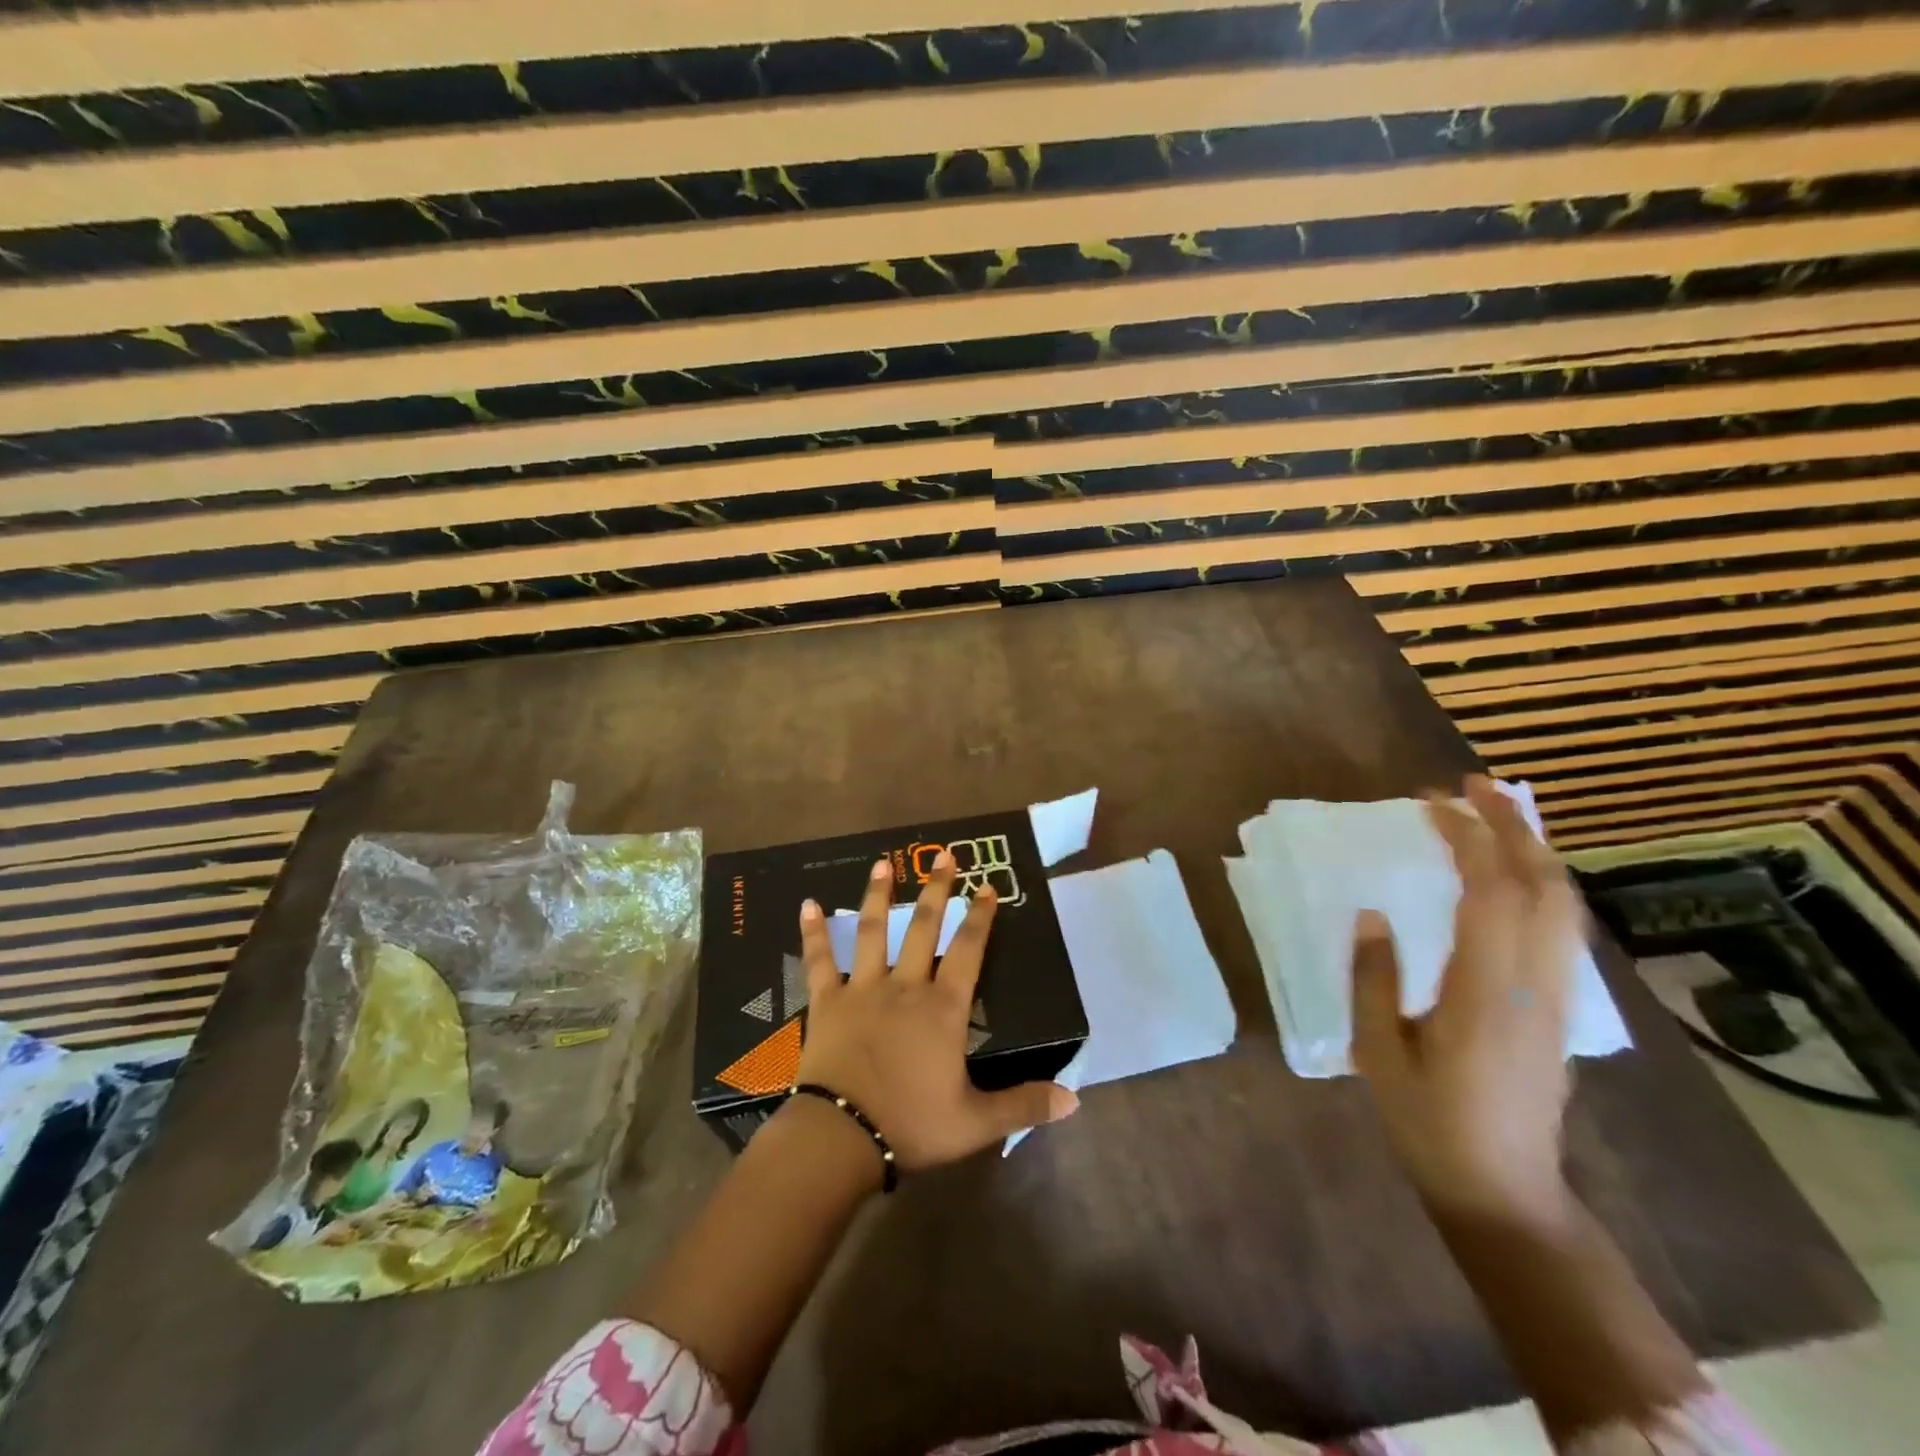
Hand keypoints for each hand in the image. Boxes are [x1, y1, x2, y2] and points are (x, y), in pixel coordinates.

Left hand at [795, 852, 1078, 1173]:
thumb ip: (1023, 1105)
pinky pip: (819, 960)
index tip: (987, 887)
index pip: (968, 951)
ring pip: (873, 931)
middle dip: (936, 889)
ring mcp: (862, 989)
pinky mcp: (827, 1001)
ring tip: (884, 863)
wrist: (840, 1138)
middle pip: (923, 928)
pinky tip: (808, 904)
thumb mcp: (975, 1123)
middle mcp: (905, 986)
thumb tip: (1074, 1099)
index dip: (980, 917)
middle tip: (945, 855)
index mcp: (942, 1009)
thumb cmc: (910, 1125)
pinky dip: (813, 932)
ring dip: (878, 894)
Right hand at [1349, 775, 1584, 1222]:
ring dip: (1533, 849)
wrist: (1504, 1190)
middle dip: (1513, 826)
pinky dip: (1541, 883)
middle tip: (1471, 785)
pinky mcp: (1561, 1008)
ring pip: (1563, 905)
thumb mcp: (1377, 1052)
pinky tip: (1514, 873)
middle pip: (1543, 887)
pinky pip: (1561, 928)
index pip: (1490, 894)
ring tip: (1494, 813)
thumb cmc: (1428, 1121)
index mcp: (1485, 993)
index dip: (1467, 838)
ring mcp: (1558, 997)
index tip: (1431, 802)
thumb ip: (1372, 978)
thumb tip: (1372, 914)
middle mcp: (1535, 985)